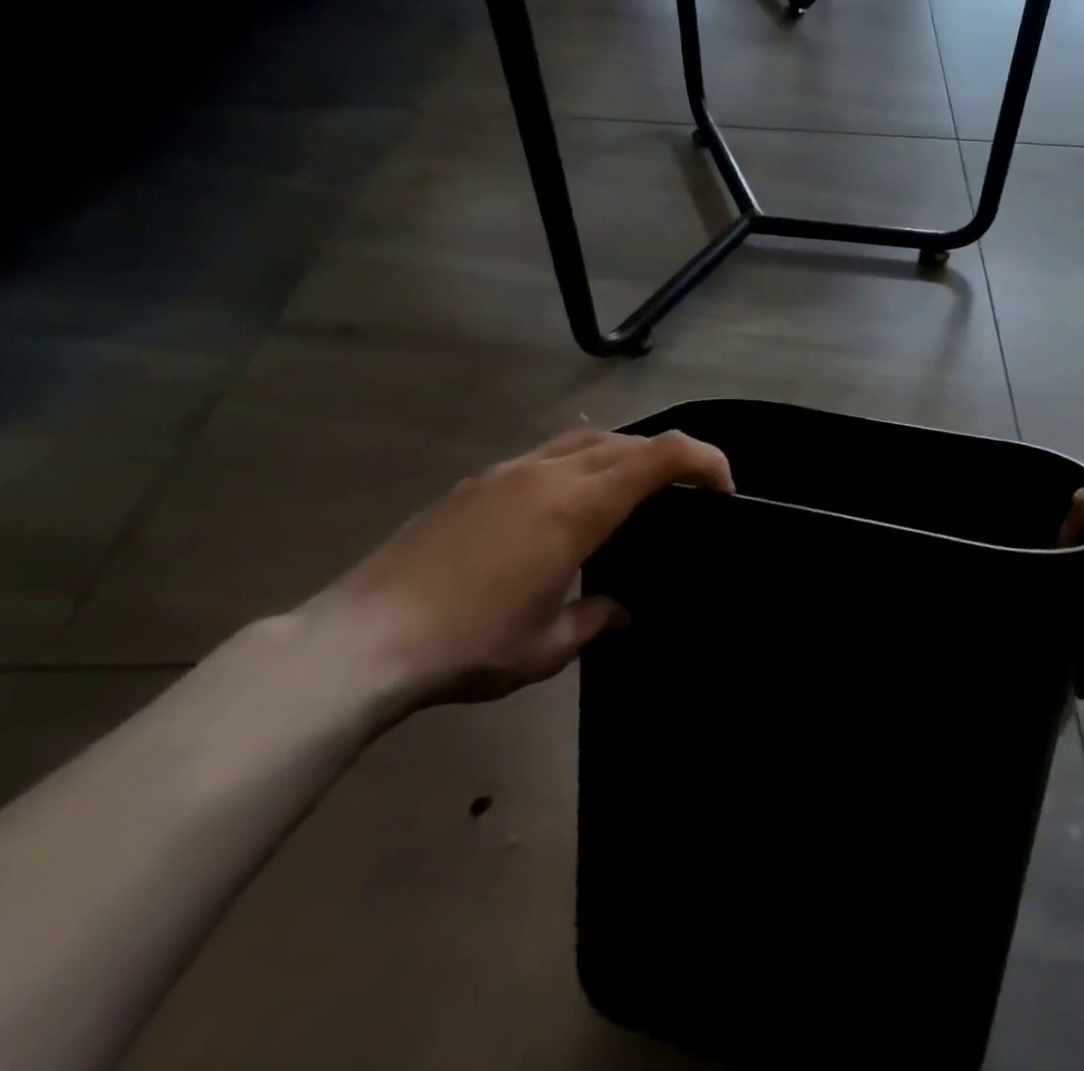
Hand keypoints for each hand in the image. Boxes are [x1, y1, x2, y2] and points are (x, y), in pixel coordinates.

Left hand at [299, 427, 732, 707]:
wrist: (360, 641)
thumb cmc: (469, 644)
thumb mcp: (549, 645)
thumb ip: (599, 618)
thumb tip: (621, 609)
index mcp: (580, 507)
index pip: (662, 455)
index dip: (705, 459)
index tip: (724, 489)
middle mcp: (550, 473)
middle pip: (629, 440)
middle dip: (668, 459)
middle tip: (684, 496)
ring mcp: (509, 472)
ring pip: (586, 439)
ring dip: (622, 455)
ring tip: (629, 493)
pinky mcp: (478, 482)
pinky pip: (546, 452)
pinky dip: (578, 460)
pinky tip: (568, 494)